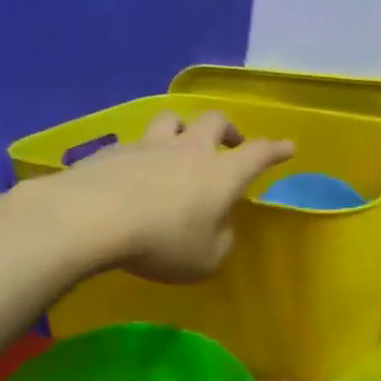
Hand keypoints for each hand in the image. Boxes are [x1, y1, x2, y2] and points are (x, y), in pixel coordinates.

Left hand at [59, 110, 293, 281]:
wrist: (92, 218)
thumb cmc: (162, 241)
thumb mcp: (205, 260)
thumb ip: (220, 242)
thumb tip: (220, 229)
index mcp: (222, 173)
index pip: (259, 154)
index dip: (275, 150)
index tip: (288, 146)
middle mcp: (189, 149)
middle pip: (214, 121)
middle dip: (228, 130)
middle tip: (231, 143)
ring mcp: (149, 145)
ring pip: (172, 120)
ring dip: (182, 128)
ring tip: (180, 144)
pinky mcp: (113, 152)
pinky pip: (134, 144)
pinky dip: (140, 154)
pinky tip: (132, 172)